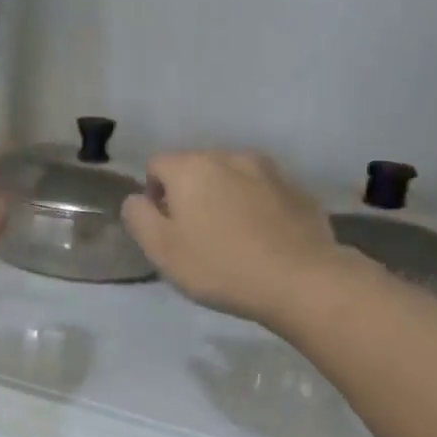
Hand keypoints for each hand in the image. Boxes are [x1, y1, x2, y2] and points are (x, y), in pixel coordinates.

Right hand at [123, 151, 350, 323]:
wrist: (300, 280)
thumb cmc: (220, 267)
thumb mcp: (162, 250)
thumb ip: (138, 217)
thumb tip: (136, 199)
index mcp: (192, 167)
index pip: (157, 164)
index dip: (153, 194)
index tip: (165, 229)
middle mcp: (230, 156)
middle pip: (196, 167)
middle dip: (190, 194)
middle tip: (196, 237)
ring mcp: (269, 170)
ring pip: (233, 177)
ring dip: (225, 198)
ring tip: (232, 237)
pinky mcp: (298, 190)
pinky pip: (264, 192)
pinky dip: (256, 207)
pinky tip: (263, 240)